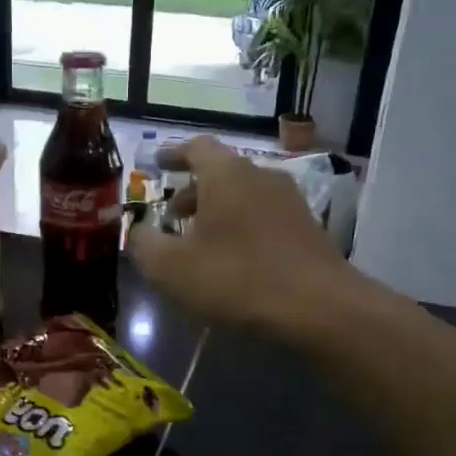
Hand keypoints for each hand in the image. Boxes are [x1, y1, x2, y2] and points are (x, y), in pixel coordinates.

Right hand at [127, 136, 354, 337]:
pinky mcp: (308, 229)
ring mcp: (291, 201)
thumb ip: (144, 244)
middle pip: (221, 173)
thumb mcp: (171, 267)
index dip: (173, 154)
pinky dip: (243, 228)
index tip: (158, 162)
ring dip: (219, 212)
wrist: (319, 307)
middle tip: (172, 216)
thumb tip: (136, 232)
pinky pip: (264, 218)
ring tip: (201, 242)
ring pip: (244, 196)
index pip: (196, 147)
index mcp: (226, 174)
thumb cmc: (237, 278)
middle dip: (193, 191)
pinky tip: (235, 260)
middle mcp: (261, 176)